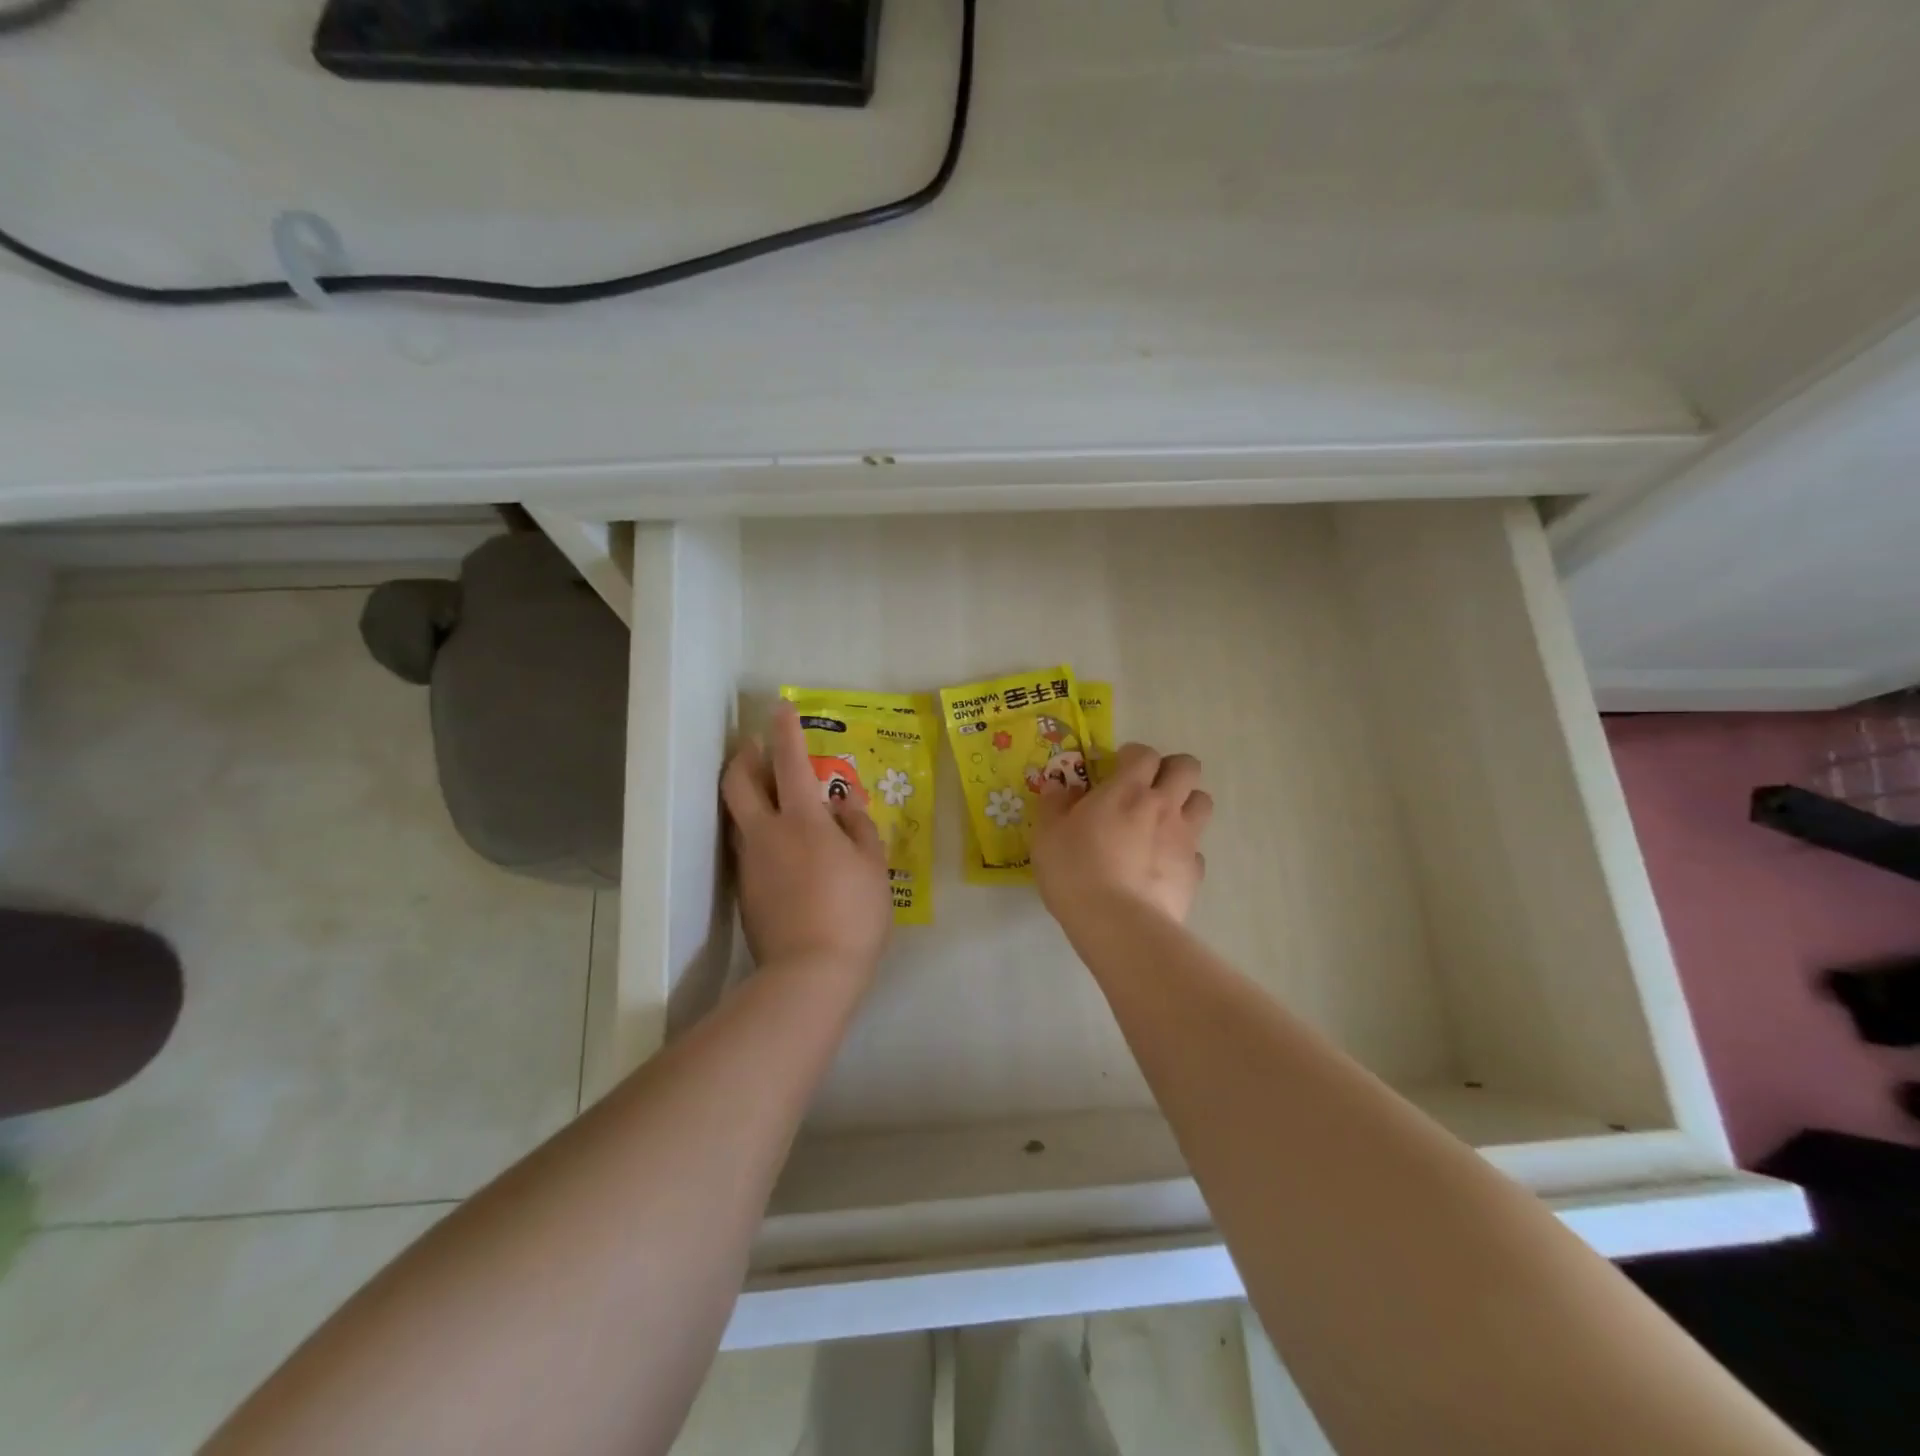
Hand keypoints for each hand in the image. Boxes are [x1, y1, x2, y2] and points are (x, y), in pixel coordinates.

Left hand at [722, 702, 892, 980]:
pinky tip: (780, 844)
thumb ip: (859, 827)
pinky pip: (747, 846)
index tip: (780, 708)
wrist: (809, 974)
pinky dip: (757, 830)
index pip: (790, 763)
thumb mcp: (873, 867)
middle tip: (753, 747)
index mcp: (803, 821)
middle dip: (742, 757)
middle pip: (737, 783)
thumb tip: (845, 804)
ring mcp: (751, 863)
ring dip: (747, 793)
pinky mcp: (745, 891)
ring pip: (738, 815)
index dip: (785, 732)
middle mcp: (767, 834)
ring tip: (769, 792)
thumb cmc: (853, 914)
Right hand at [1033, 742, 1212, 931]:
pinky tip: (1161, 866)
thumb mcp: (1047, 835)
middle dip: (1170, 770)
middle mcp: (1163, 806)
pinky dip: (1183, 851)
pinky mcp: (1194, 873)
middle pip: (1187, 768)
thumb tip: (1058, 787)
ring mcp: (1185, 839)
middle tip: (1147, 788)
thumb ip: (1053, 805)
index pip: (1144, 753)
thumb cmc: (1076, 871)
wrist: (1119, 925)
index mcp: (1128, 789)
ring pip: (1203, 802)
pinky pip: (1196, 850)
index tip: (1116, 768)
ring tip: (1161, 822)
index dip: (1133, 756)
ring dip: (1186, 804)